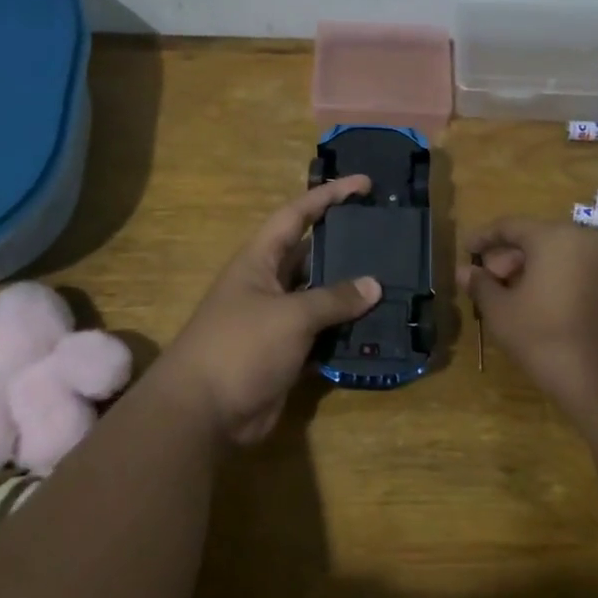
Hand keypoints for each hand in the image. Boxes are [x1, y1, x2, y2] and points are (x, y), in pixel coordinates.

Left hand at [159, 176, 381, 445]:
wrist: (203, 412)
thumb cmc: (240, 346)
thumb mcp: (290, 316)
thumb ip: (333, 299)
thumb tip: (373, 285)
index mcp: (259, 260)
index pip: (296, 215)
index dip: (329, 196)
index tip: (364, 184)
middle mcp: (268, 284)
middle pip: (311, 255)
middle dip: (346, 245)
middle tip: (387, 236)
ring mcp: (276, 320)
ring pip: (320, 298)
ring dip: (350, 293)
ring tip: (393, 281)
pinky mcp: (285, 353)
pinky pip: (321, 334)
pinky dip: (345, 332)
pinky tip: (377, 328)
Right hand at [458, 216, 597, 424]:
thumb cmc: (546, 340)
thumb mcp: (501, 312)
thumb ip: (481, 285)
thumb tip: (465, 271)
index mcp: (556, 237)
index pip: (511, 225)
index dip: (484, 237)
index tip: (467, 250)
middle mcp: (589, 239)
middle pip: (540, 238)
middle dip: (511, 257)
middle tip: (491, 282)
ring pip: (564, 255)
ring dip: (536, 270)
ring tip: (515, 297)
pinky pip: (584, 271)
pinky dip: (561, 280)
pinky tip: (546, 306)